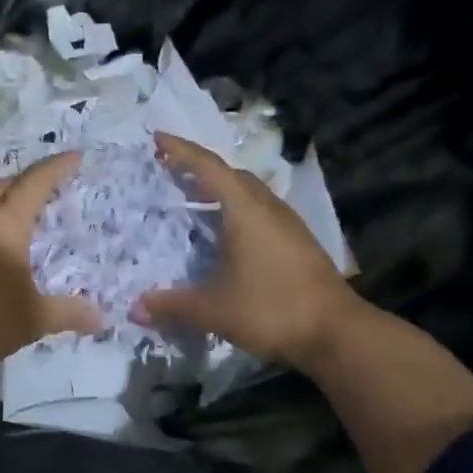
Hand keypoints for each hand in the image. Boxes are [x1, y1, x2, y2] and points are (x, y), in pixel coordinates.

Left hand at [0, 151, 103, 367]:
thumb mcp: (33, 318)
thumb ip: (68, 312)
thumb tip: (102, 317)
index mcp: (4, 222)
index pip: (35, 183)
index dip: (57, 168)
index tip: (75, 157)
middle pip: (4, 186)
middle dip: (27, 182)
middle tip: (49, 188)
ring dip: (3, 202)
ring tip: (23, 215)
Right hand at [135, 133, 355, 370]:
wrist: (338, 334)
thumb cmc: (272, 309)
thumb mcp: (214, 310)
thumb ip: (173, 305)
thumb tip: (135, 307)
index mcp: (245, 210)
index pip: (208, 167)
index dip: (181, 151)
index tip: (156, 137)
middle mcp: (268, 208)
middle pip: (231, 175)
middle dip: (199, 169)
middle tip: (169, 171)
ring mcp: (287, 224)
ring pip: (248, 194)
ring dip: (220, 190)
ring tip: (193, 199)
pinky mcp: (298, 243)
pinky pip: (259, 212)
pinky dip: (235, 211)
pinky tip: (225, 234)